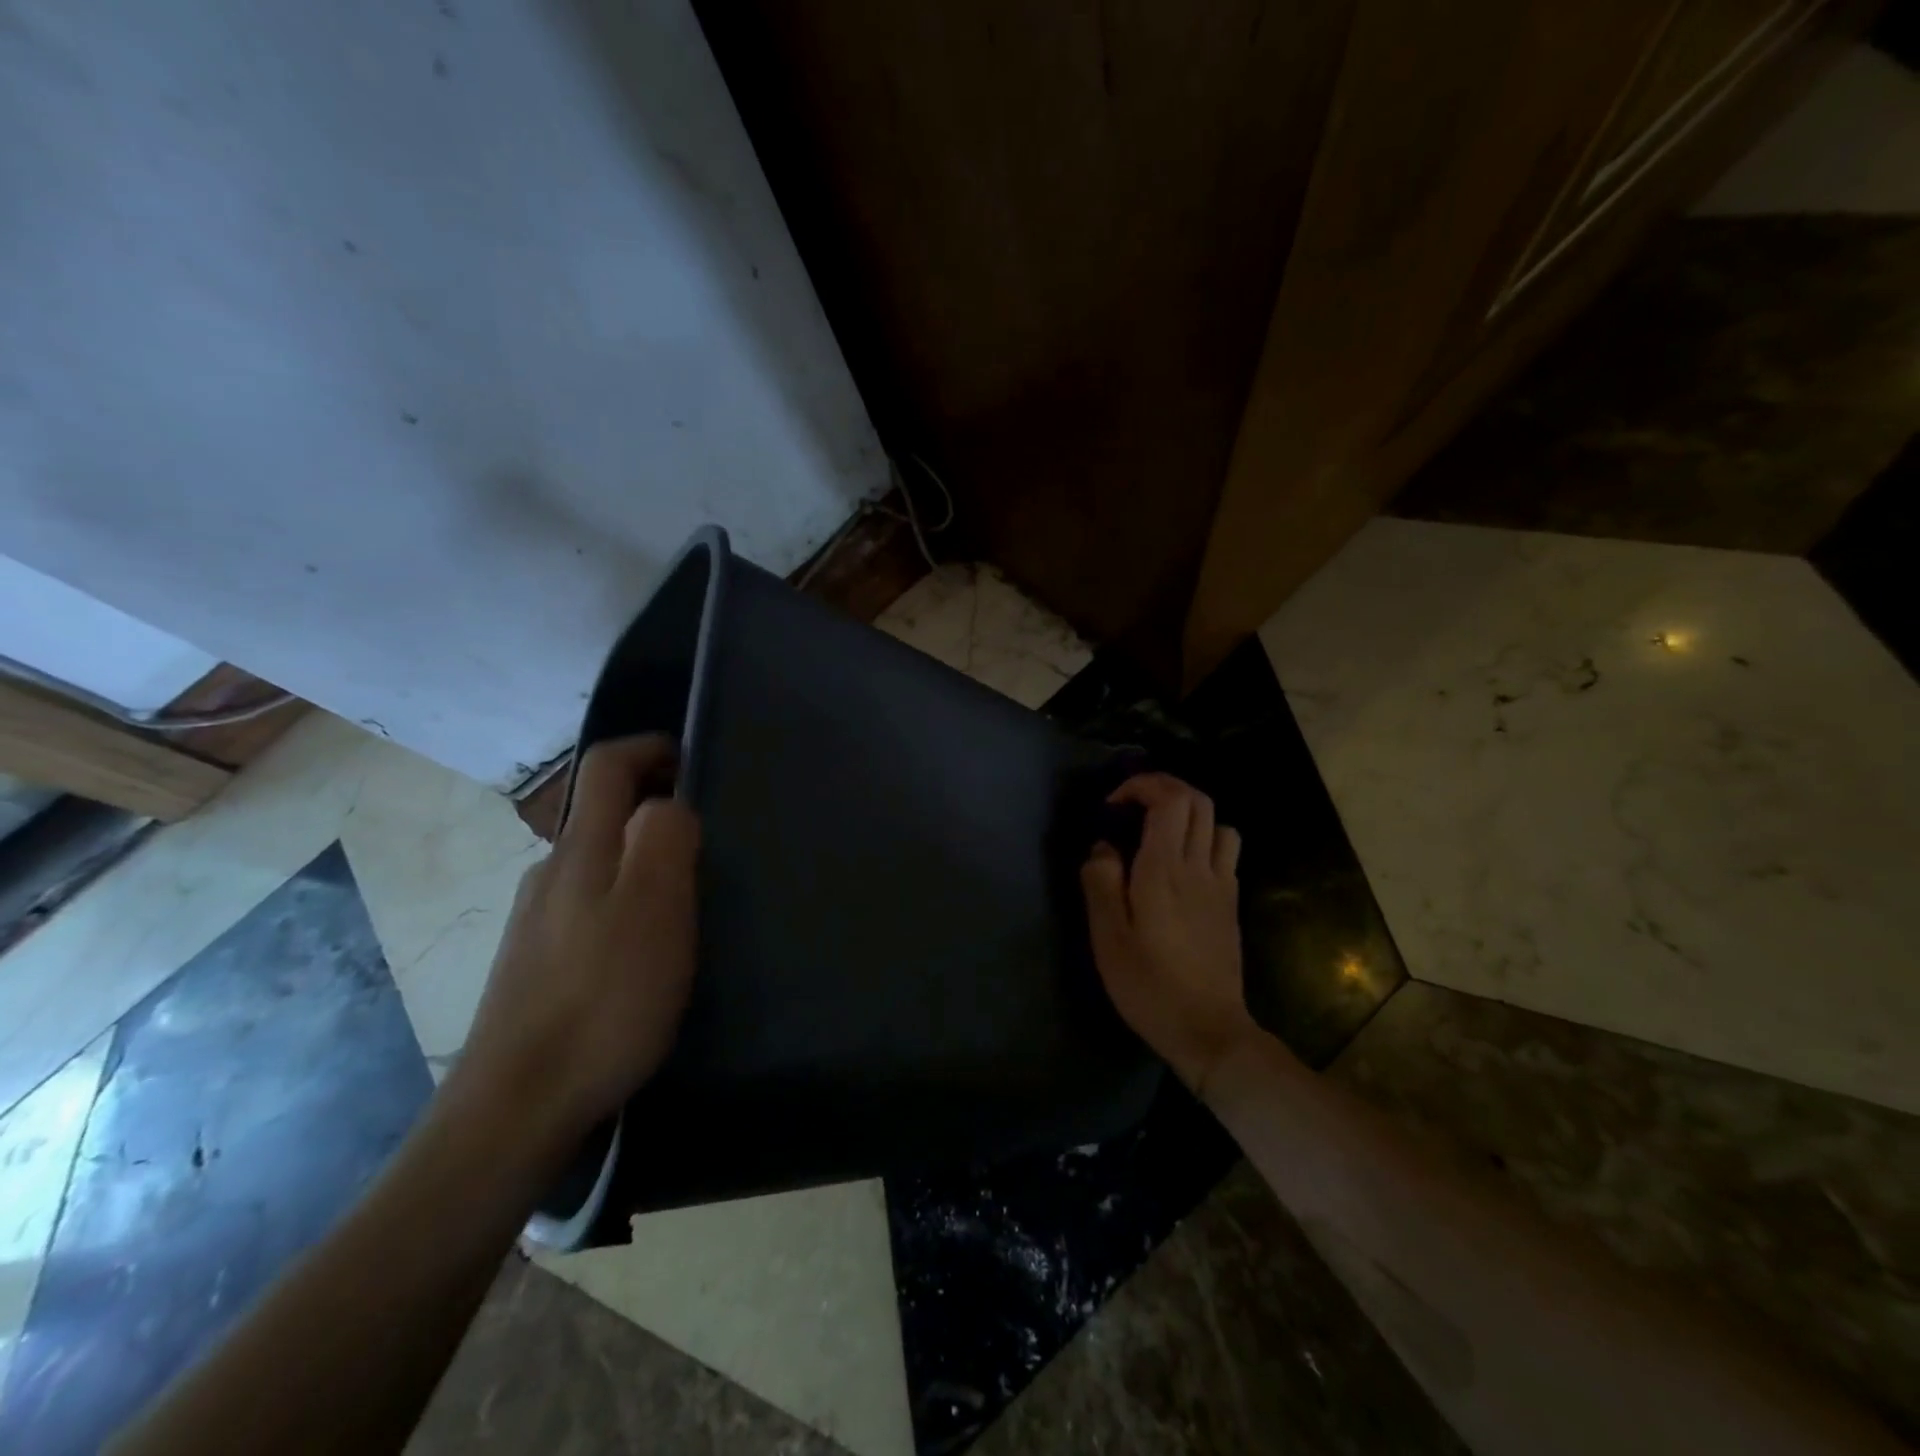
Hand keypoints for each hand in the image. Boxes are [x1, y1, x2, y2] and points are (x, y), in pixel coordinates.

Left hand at [453, 736, 700, 1144]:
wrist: (516, 1109)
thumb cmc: (602, 998)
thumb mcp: (653, 906)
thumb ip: (665, 837)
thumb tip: (667, 803)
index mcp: (580, 850)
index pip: (606, 766)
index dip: (648, 748)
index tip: (692, 758)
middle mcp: (549, 874)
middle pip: (601, 814)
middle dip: (652, 804)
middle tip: (707, 834)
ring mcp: (536, 922)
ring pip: (596, 864)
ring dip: (640, 857)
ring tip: (687, 892)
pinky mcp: (536, 966)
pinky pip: (589, 908)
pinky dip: (624, 901)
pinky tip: (647, 947)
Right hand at [1081, 773, 1257, 1097]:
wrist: (1209, 1031)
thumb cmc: (1149, 985)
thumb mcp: (1108, 938)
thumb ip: (1101, 882)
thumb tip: (1103, 847)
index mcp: (1164, 870)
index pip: (1169, 800)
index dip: (1141, 786)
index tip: (1113, 805)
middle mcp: (1199, 867)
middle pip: (1198, 800)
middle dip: (1164, 788)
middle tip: (1133, 806)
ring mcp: (1222, 885)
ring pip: (1218, 823)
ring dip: (1189, 815)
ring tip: (1159, 834)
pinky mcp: (1231, 904)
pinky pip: (1225, 852)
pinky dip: (1204, 841)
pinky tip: (1182, 867)